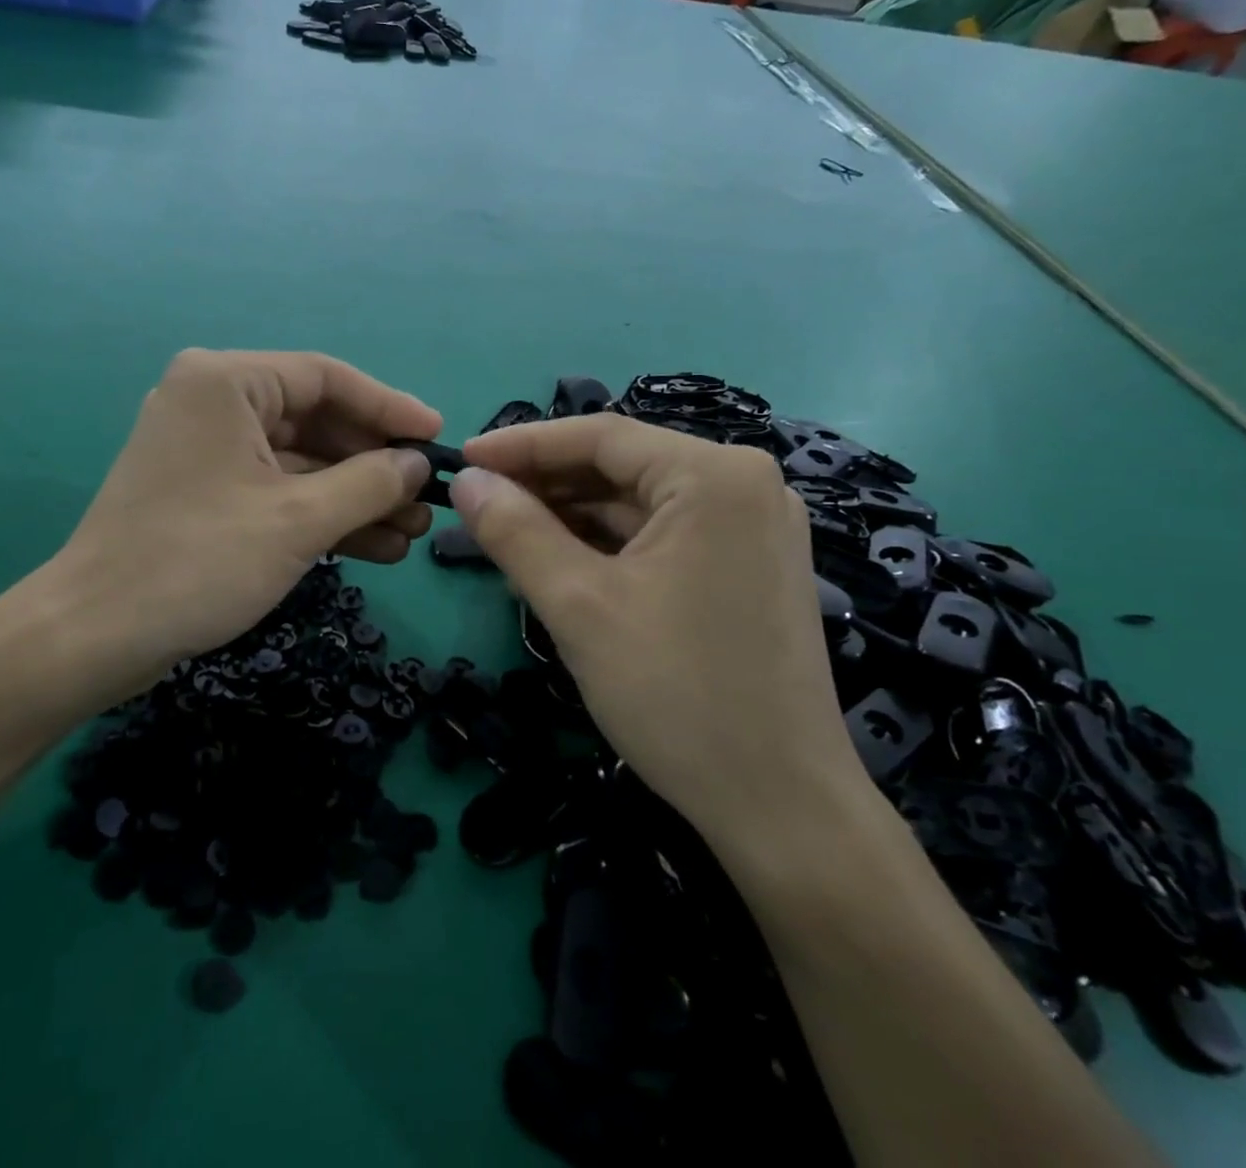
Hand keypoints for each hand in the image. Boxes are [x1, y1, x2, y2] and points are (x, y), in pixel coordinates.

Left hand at [0, 350, 439, 711]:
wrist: (95, 635)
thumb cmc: (198, 561)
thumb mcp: (299, 520)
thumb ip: (370, 483)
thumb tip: (418, 464)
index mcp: (225, 381)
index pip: (326, 377)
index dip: (389, 408)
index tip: (436, 438)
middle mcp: (213, 401)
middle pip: (316, 420)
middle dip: (374, 465)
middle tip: (426, 499)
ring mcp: (207, 449)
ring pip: (300, 462)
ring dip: (354, 497)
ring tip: (411, 533)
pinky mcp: (206, 492)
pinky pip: (276, 490)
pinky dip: (321, 515)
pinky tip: (374, 547)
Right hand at [450, 416, 868, 860]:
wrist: (781, 808)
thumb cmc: (677, 695)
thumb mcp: (577, 605)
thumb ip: (514, 531)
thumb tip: (465, 481)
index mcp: (715, 476)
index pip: (600, 436)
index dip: (522, 444)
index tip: (464, 459)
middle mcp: (745, 485)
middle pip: (621, 466)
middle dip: (545, 482)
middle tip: (477, 501)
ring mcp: (753, 527)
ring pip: (638, 502)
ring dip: (571, 514)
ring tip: (505, 529)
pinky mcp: (748, 566)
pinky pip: (662, 533)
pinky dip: (607, 542)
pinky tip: (558, 557)